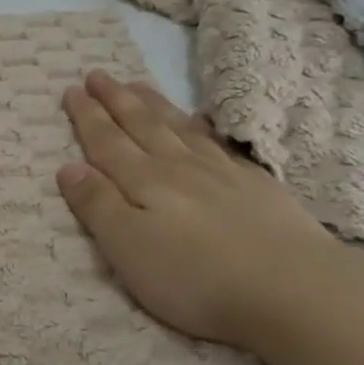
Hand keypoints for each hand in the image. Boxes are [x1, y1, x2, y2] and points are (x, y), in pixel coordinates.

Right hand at [56, 72, 353, 349]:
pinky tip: (200, 122)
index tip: (71, 90)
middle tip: (98, 75)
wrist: (295, 290)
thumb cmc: (195, 277)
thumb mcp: (128, 247)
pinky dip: (202, 127)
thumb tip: (68, 166)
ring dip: (154, 105)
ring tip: (137, 86)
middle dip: (116, 100)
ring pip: (179, 128)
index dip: (87, 116)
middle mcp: (178, 168)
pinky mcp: (258, 187)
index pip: (107, 142)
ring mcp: (222, 174)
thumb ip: (96, 205)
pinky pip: (219, 144)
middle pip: (142, 126)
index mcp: (143, 182)